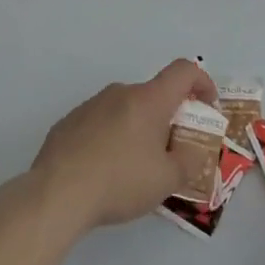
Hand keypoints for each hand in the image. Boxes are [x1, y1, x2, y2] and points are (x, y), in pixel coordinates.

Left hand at [31, 59, 217, 231]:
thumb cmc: (120, 182)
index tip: (207, 106)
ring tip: (133, 166)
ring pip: (125, 109)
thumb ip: (189, 161)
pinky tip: (103, 169)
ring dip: (137, 128)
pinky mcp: (68, 122)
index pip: (184, 71)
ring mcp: (90, 105)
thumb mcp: (167, 180)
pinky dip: (110, 137)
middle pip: (153, 95)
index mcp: (149, 100)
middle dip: (167, 117)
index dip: (202, 82)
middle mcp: (120, 93)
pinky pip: (100, 122)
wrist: (56, 193)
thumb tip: (192, 151)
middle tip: (169, 150)